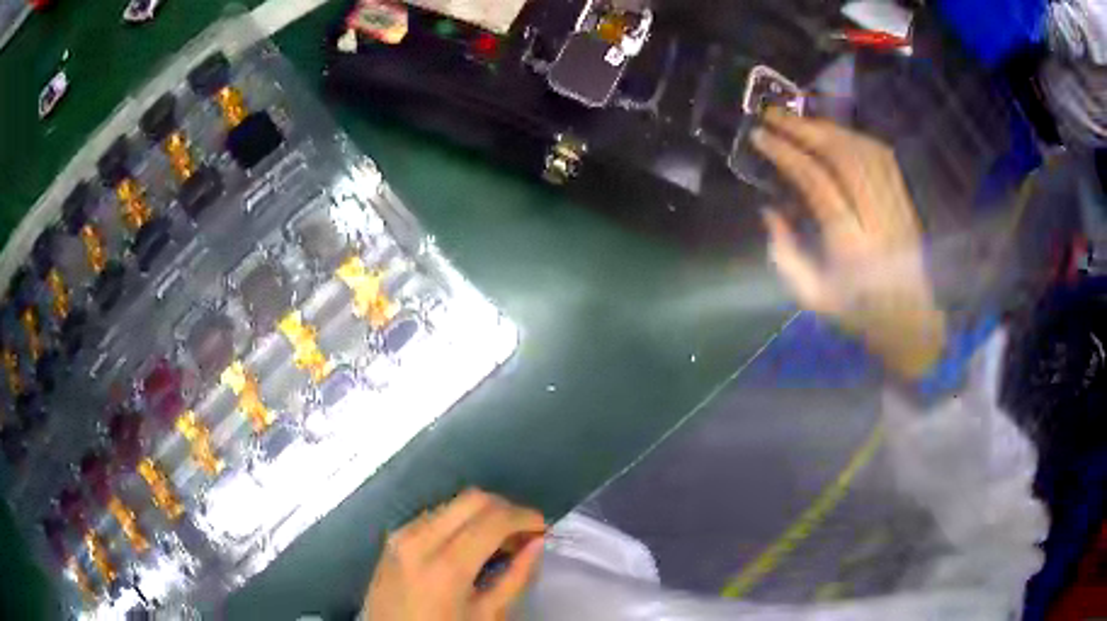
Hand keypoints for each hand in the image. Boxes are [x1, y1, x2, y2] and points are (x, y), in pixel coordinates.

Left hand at [364, 489, 545, 620]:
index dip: (526, 518)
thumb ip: (515, 578)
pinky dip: (459, 522)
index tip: (544, 530)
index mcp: (445, 565)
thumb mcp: (487, 617)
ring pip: (452, 503)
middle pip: (473, 498)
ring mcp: (401, 535)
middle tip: (525, 536)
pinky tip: (469, 547)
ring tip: (500, 544)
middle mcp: (419, 538)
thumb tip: (537, 543)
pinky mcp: (392, 538)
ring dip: (482, 515)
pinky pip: (434, 515)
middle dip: (506, 510)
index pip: (494, 519)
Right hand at [752, 108, 946, 377]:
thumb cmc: (859, 314)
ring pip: (863, 151)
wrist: (910, 322)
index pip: (818, 184)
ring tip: (798, 120)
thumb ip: (786, 256)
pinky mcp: (906, 201)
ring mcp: (896, 207)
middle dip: (804, 129)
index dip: (788, 155)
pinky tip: (835, 132)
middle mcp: (878, 219)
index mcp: (852, 248)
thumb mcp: (814, 298)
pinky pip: (882, 157)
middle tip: (773, 113)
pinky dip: (854, 137)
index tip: (761, 136)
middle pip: (843, 157)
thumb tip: (768, 210)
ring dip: (827, 128)